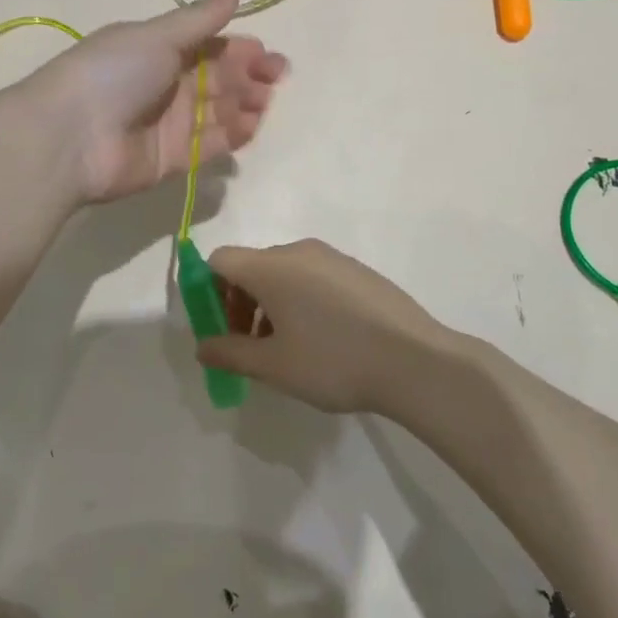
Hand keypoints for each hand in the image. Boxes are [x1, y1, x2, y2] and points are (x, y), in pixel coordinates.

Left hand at [33, 0, 287, 203]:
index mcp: (159, 51)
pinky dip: (233, 135)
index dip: (241, 50)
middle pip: (219, 79)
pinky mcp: (173, 159)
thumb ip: (199, 19)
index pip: (210, 47)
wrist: (71, 136)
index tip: (268, 54)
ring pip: (219, 112)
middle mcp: (167, 85)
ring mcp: (170, 124)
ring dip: (245, 104)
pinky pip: (211, 145)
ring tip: (263, 102)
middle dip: (249, 77)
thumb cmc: (114, 73)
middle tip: (274, 78)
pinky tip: (251, 125)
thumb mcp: (157, 36)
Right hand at [198, 239, 458, 413]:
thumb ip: (230, 352)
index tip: (219, 329)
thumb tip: (202, 345)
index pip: (220, 260)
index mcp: (272, 267)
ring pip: (283, 273)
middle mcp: (299, 251)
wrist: (414, 360)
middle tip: (248, 347)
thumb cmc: (333, 361)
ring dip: (269, 304)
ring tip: (285, 350)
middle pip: (251, 266)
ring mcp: (332, 258)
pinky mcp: (357, 270)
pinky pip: (313, 277)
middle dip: (239, 303)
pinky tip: (320, 339)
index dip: (208, 291)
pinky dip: (300, 300)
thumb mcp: (274, 366)